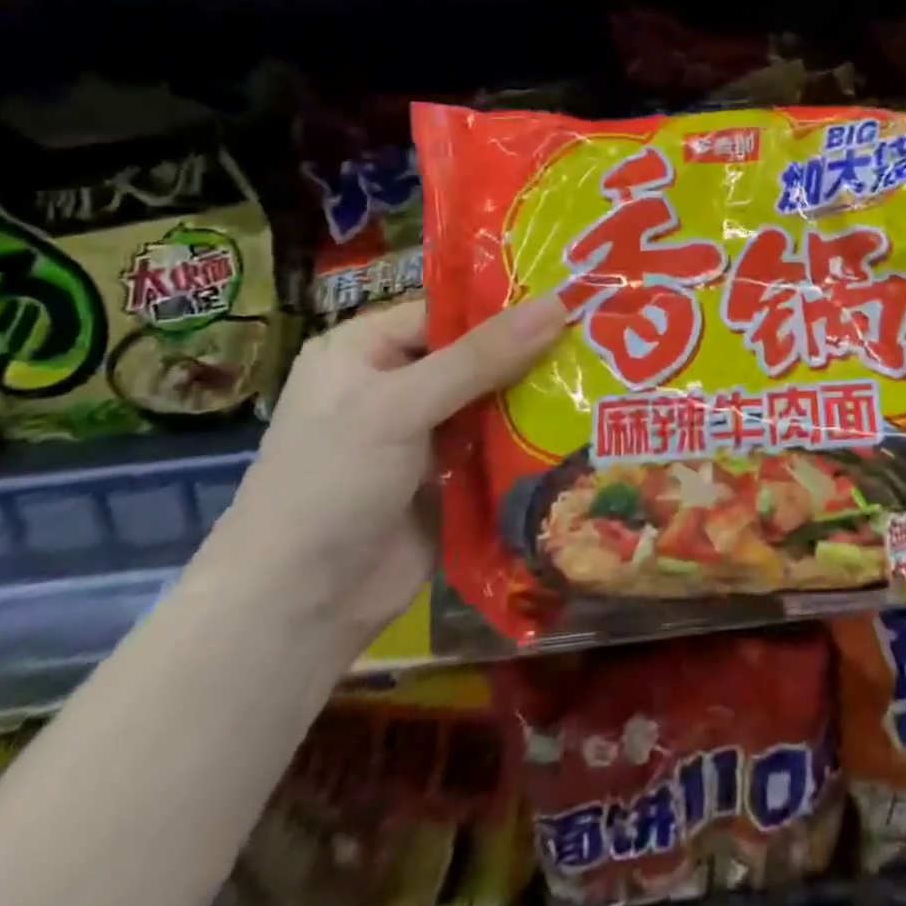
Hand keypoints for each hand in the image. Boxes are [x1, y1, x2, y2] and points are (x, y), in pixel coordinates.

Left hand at [202, 296, 568, 650]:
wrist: (298, 609)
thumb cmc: (331, 484)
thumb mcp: (399, 407)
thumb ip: (481, 357)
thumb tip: (559, 303)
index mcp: (365, 350)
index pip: (448, 311)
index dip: (508, 305)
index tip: (574, 296)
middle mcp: (396, 384)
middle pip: (478, 354)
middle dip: (534, 351)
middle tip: (604, 335)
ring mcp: (425, 434)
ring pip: (495, 400)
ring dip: (540, 396)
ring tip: (608, 374)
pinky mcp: (451, 477)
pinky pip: (500, 445)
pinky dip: (534, 439)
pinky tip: (586, 424)